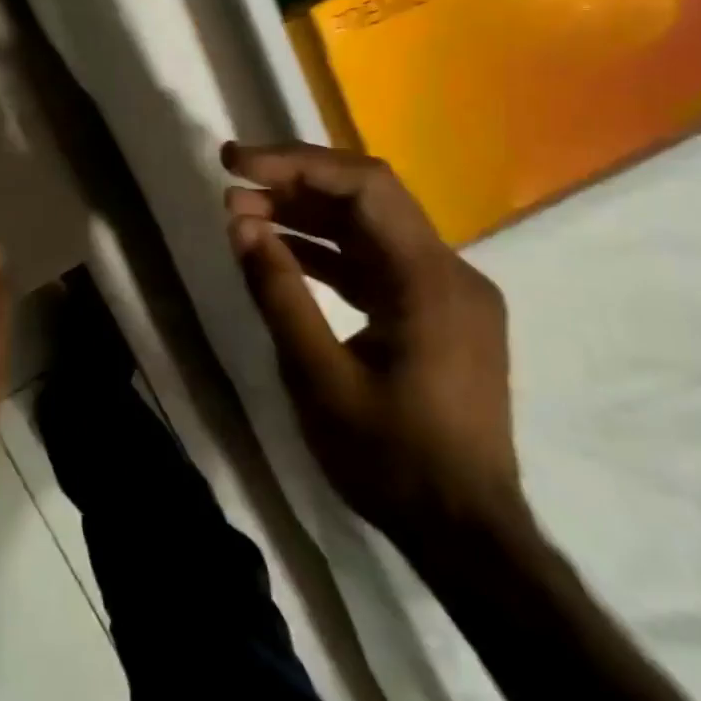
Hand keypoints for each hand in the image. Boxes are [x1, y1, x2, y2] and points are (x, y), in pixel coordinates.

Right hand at [222, 140, 521, 546]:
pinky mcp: (437, 314)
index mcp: (429, 278)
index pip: (364, 185)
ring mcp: (447, 293)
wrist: (468, 537)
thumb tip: (241, 223)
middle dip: (296, 182)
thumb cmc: (392, 460)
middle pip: (368, 197)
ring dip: (307, 216)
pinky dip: (328, 253)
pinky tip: (282, 252)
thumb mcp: (318, 377)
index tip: (236, 164)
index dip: (296, 163)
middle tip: (232, 183)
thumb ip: (278, 292)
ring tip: (243, 213)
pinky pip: (377, 264)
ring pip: (371, 229)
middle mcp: (448, 270)